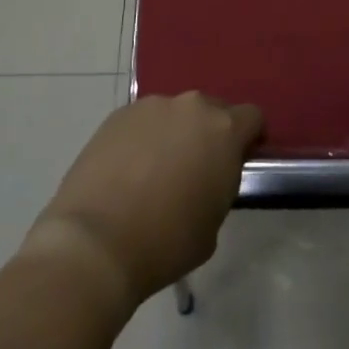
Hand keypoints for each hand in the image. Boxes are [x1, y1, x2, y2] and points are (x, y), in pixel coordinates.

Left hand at [22, 93, 261, 313]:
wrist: (96, 241)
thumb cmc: (166, 241)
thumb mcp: (212, 223)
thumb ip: (219, 186)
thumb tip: (208, 176)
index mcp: (223, 131)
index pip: (252, 117)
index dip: (249, 138)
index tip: (239, 161)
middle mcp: (191, 107)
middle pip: (212, 110)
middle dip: (209, 133)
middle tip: (196, 169)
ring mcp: (151, 107)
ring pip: (174, 114)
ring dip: (174, 133)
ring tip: (155, 171)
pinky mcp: (118, 115)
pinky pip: (143, 121)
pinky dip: (143, 138)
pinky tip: (128, 170)